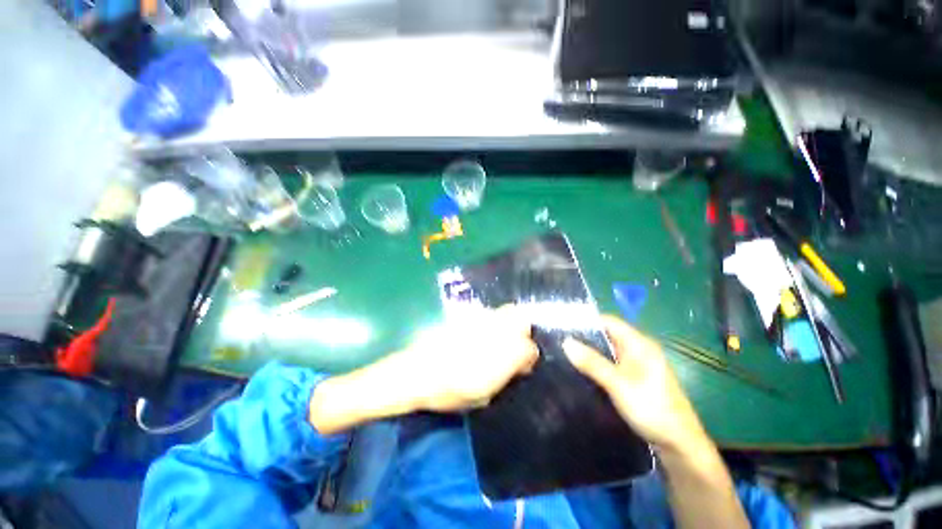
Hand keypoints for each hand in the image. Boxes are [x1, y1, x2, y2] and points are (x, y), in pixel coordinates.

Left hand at [398, 305, 538, 412]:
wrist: (418, 371)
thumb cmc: (450, 391)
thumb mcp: (483, 395)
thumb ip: (506, 376)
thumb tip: (518, 366)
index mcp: (503, 355)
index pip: (529, 348)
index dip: (528, 358)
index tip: (521, 366)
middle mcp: (496, 331)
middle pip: (522, 320)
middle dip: (523, 331)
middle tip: (513, 345)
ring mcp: (482, 320)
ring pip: (506, 312)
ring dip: (507, 324)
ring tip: (496, 338)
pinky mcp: (468, 314)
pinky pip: (487, 313)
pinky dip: (490, 321)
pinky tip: (479, 333)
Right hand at [562, 316, 707, 454]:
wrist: (679, 445)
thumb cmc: (651, 408)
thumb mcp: (618, 384)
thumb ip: (592, 362)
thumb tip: (566, 342)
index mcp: (639, 344)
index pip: (609, 321)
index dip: (586, 321)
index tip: (563, 326)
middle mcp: (639, 349)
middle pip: (608, 335)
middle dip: (585, 337)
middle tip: (560, 341)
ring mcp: (639, 365)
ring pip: (609, 351)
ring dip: (590, 352)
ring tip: (565, 354)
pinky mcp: (636, 379)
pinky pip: (612, 364)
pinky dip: (598, 364)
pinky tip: (583, 371)